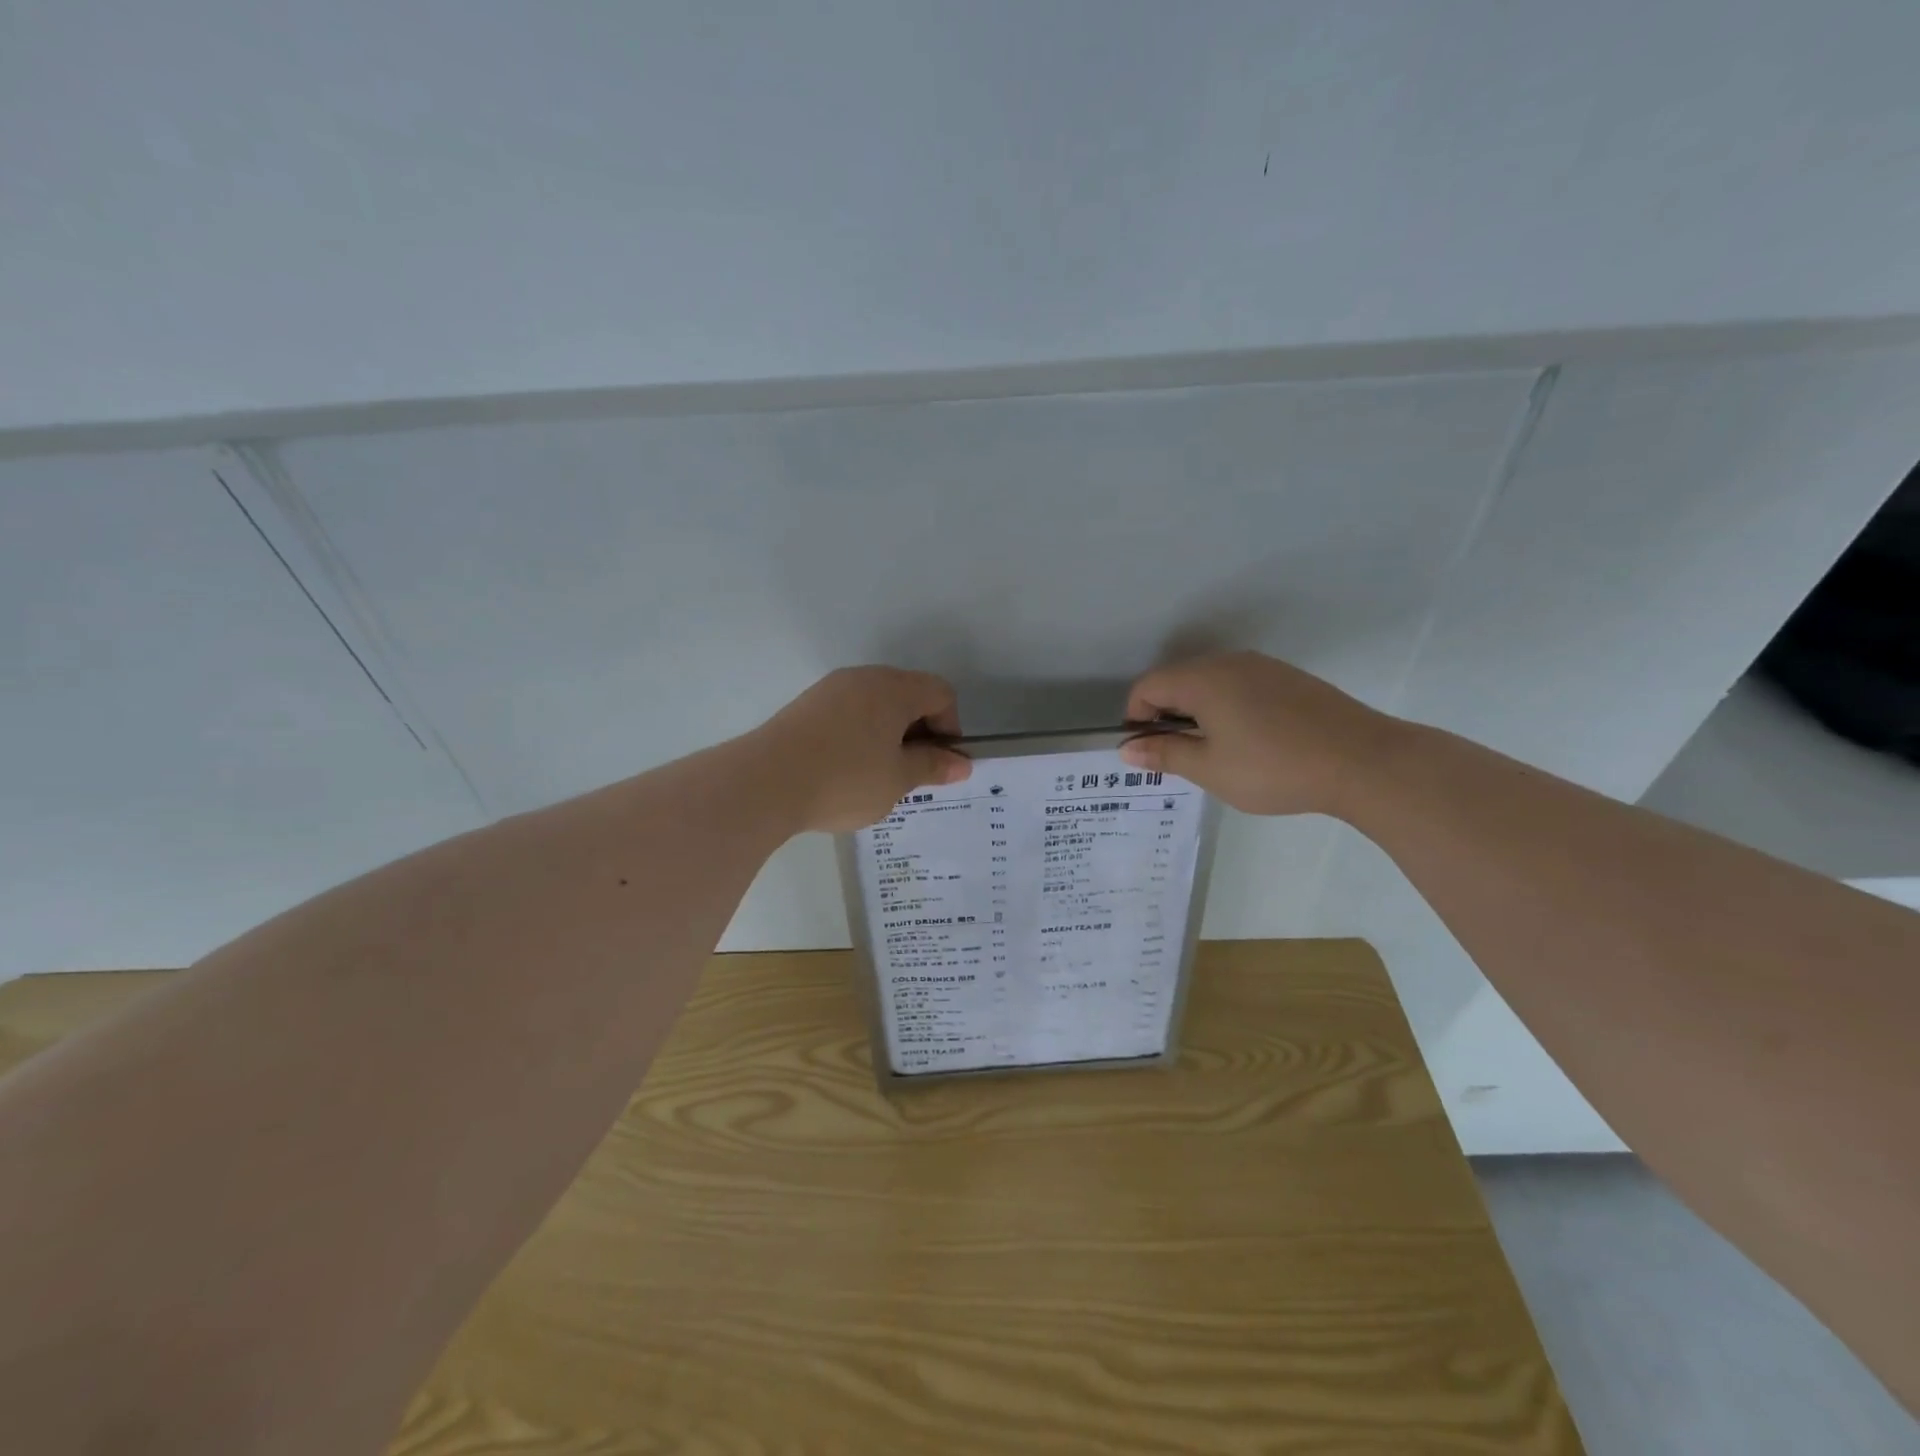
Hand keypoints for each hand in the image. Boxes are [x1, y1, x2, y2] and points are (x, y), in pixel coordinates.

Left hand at [754, 667, 971, 832]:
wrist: (765, 782)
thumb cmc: (845, 779)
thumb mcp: (898, 779)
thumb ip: (932, 767)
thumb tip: (962, 764)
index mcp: (894, 688)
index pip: (940, 693)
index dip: (950, 728)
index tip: (938, 764)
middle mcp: (864, 678)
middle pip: (908, 695)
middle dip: (918, 732)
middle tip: (910, 773)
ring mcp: (830, 689)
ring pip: (875, 705)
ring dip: (888, 735)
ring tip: (877, 776)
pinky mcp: (805, 706)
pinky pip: (847, 714)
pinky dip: (859, 736)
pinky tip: (845, 770)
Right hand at [1119, 651, 1401, 817]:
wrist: (1363, 761)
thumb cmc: (1274, 767)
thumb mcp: (1210, 768)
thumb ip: (1164, 754)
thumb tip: (1127, 749)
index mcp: (1202, 679)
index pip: (1148, 686)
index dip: (1136, 718)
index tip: (1148, 752)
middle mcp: (1229, 662)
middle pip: (1177, 680)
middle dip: (1166, 715)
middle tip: (1180, 756)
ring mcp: (1263, 666)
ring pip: (1210, 682)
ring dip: (1197, 712)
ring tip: (1215, 752)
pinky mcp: (1289, 678)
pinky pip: (1240, 685)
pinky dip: (1227, 707)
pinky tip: (1250, 741)